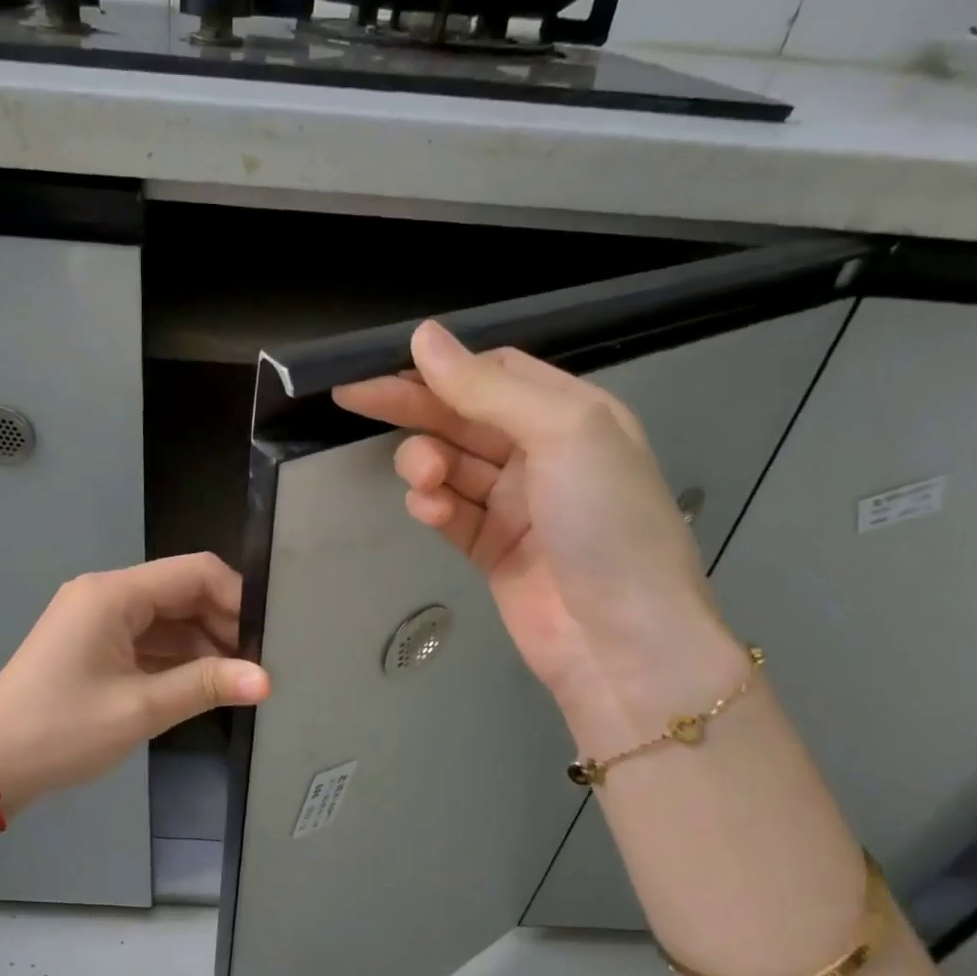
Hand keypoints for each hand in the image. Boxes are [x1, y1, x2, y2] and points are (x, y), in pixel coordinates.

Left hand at [0, 554, 269, 814]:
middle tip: (258, 665)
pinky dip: (176, 658)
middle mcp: (106, 595)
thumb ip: (206, 686)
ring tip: (239, 680)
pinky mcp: (93, 644)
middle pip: (182, 592)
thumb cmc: (60, 730)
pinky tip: (203, 684)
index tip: (267, 638)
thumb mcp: (140, 709)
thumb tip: (267, 680)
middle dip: (223, 624)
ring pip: (167, 618)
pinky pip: (147, 639)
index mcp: (114, 594)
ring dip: (202, 644)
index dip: (238, 599)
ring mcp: (97, 620)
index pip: (195, 572)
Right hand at [333, 320, 745, 753]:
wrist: (622, 640)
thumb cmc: (605, 521)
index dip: (442, 368)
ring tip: (424, 480)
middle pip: (462, 417)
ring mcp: (514, 505)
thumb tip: (424, 336)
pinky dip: (433, 507)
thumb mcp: (561, 433)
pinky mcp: (490, 549)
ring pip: (449, 465)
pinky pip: (449, 513)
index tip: (388, 366)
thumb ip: (487, 388)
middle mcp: (541, 454)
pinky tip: (430, 512)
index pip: (494, 374)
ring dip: (425, 464)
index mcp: (569, 414)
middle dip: (413, 409)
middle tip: (354, 398)